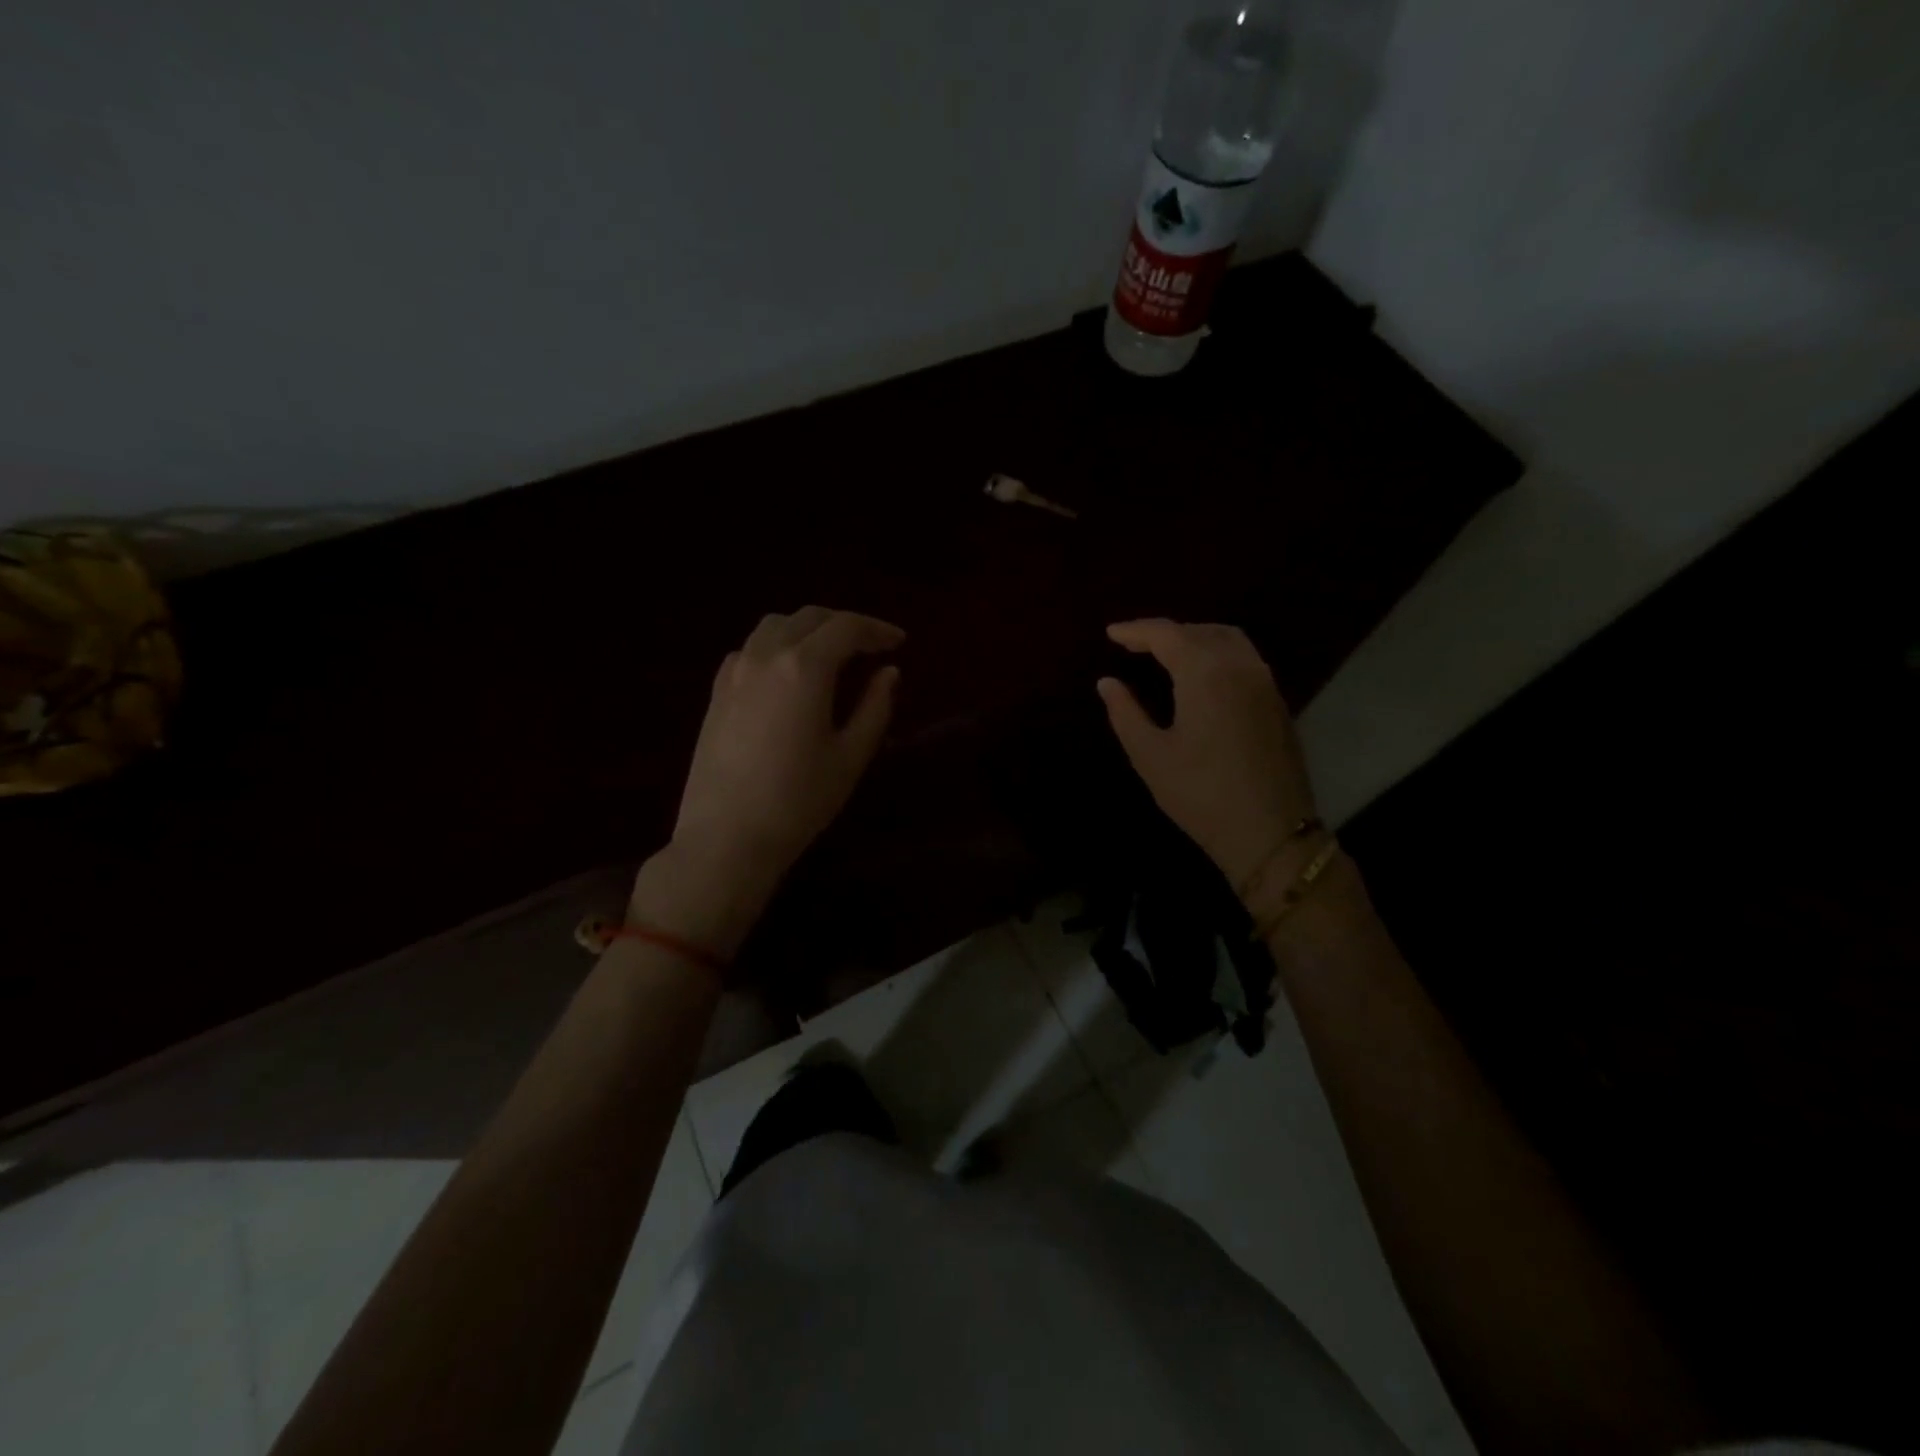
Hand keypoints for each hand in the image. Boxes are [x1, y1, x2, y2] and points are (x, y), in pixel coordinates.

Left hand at [665, 607, 903, 917]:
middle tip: (872, 646)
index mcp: (804, 667)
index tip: (899, 642)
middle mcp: (766, 656)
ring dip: (808, 630)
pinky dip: (777, 646)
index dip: (877, 630)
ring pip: (774, 626)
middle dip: (845, 625)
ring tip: (831, 654)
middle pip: (809, 618)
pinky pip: (750, 649)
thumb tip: (889, 672)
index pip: (846, 628)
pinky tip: (787, 674)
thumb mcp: (850, 756)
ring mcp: (734, 672)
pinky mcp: (717, 692)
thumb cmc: (798, 800)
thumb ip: (875, 707)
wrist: (726, 838)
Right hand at [1097, 620, 1317, 892]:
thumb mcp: (1150, 755)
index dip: (1135, 631)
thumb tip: (1107, 682)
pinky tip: (1200, 674)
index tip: (1110, 633)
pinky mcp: (1277, 702)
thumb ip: (1125, 712)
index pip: (1166, 634)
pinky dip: (1216, 652)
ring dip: (1194, 637)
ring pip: (1227, 639)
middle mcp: (1240, 666)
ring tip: (1165, 653)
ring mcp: (1264, 683)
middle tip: (1133, 644)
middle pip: (1199, 631)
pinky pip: (1244, 658)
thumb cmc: (1200, 794)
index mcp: (1205, 673)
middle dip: (1164, 633)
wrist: (1269, 831)